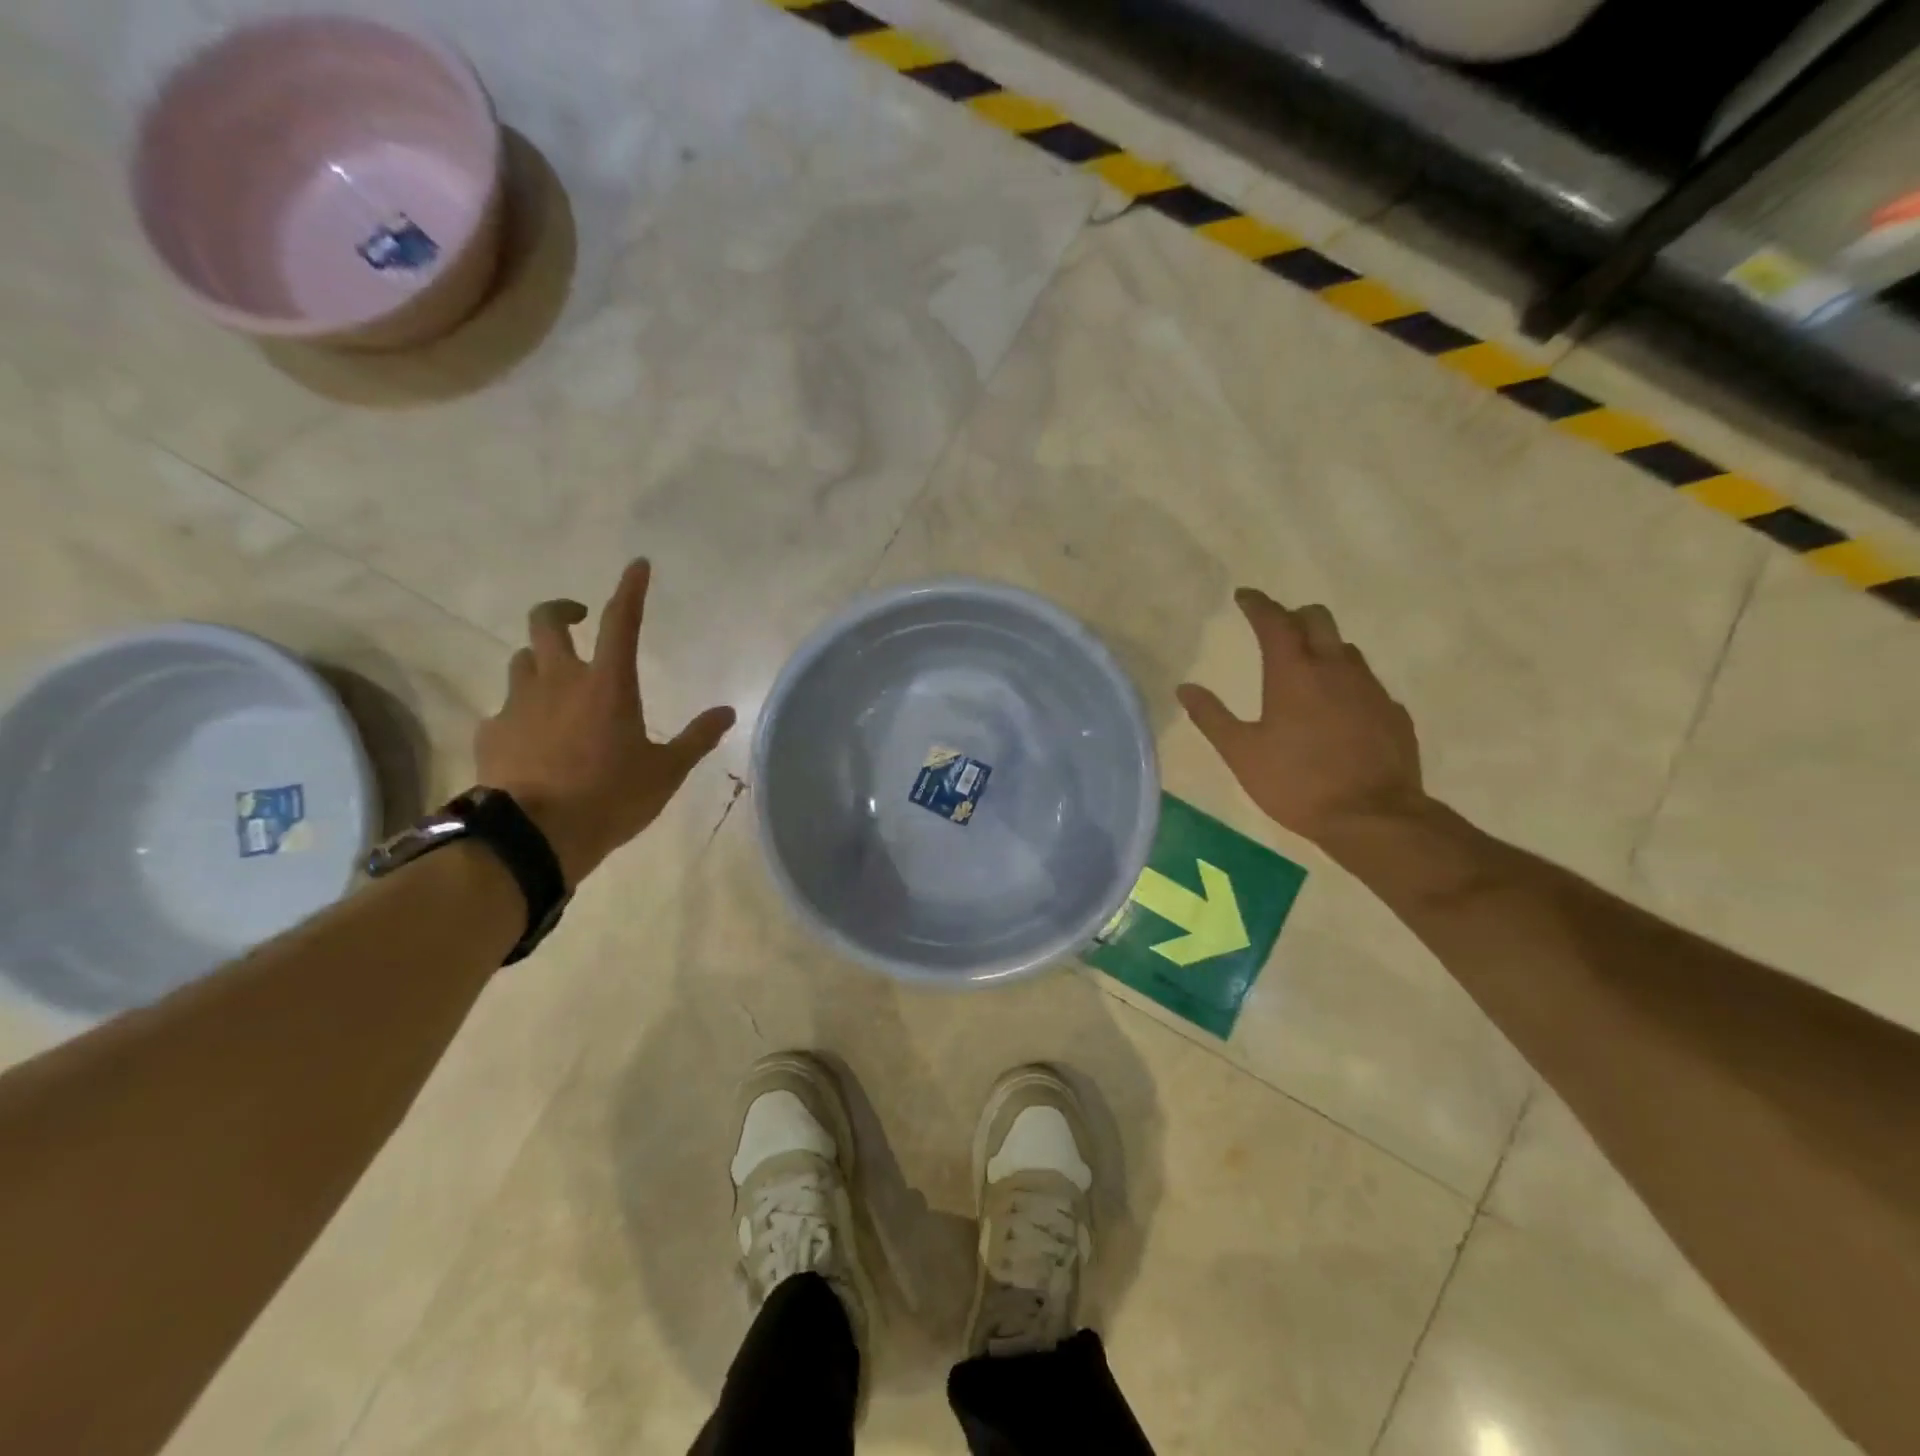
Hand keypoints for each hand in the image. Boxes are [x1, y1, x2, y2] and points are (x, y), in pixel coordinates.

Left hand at [475, 560, 735, 885]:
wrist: (534, 837)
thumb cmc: (610, 797)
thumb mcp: (666, 771)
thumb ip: (696, 738)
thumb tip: (728, 713)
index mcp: (607, 685)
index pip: (620, 621)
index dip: (630, 590)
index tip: (637, 566)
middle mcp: (559, 681)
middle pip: (547, 622)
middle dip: (562, 609)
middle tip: (578, 619)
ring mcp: (519, 704)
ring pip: (523, 661)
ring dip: (541, 662)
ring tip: (558, 687)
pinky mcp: (492, 731)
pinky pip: (505, 708)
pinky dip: (522, 712)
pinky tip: (533, 739)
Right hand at [1177, 589, 1425, 846]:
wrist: (1373, 816)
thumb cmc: (1297, 783)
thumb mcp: (1241, 753)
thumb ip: (1212, 717)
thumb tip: (1185, 687)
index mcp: (1294, 673)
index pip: (1274, 621)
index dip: (1257, 604)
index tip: (1244, 596)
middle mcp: (1335, 668)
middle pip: (1317, 619)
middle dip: (1293, 616)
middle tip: (1274, 628)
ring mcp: (1370, 688)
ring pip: (1345, 648)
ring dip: (1322, 646)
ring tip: (1305, 667)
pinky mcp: (1392, 711)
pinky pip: (1366, 682)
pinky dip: (1346, 682)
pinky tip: (1338, 708)